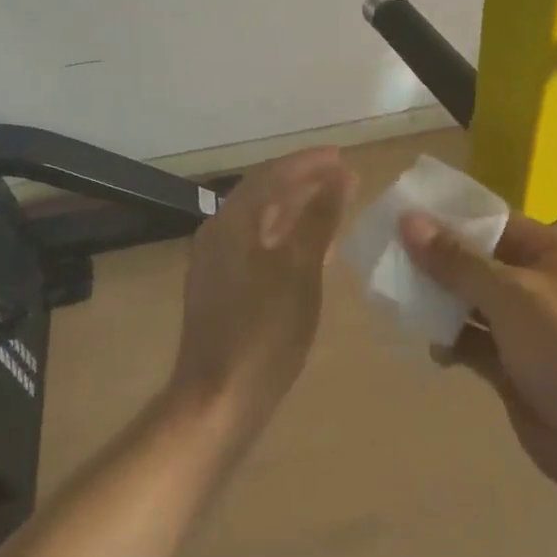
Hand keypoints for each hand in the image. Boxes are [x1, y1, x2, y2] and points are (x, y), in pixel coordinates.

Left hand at [169, 147, 356, 449]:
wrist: (218, 400)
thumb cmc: (264, 332)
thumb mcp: (301, 270)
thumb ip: (319, 219)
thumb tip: (339, 176)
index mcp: (232, 223)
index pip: (272, 174)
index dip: (308, 163)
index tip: (341, 156)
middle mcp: (217, 233)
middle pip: (262, 192)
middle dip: (302, 180)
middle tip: (341, 175)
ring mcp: (215, 262)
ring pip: (259, 219)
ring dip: (295, 206)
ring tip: (331, 202)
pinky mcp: (220, 287)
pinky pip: (256, 244)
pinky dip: (284, 235)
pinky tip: (310, 248)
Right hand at [400, 211, 556, 520]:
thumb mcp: (514, 297)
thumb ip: (459, 262)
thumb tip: (409, 221)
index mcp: (554, 255)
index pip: (494, 224)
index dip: (449, 220)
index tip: (401, 218)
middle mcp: (541, 286)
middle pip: (479, 265)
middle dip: (437, 263)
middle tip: (384, 260)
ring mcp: (529, 331)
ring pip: (473, 306)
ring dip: (438, 304)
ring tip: (393, 299)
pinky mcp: (517, 371)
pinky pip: (475, 345)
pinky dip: (451, 342)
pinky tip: (426, 344)